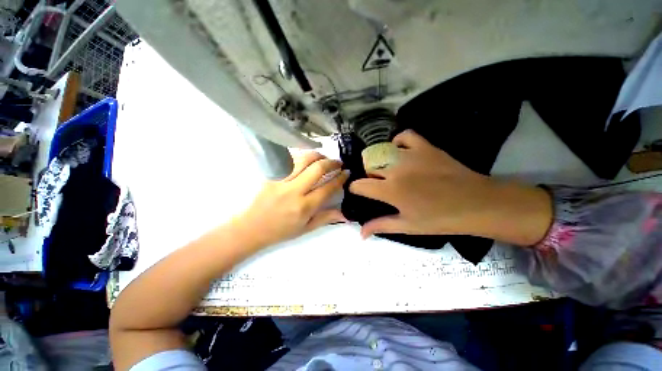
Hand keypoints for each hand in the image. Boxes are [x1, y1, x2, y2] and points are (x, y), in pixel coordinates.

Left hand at [235, 152, 348, 247]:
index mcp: (304, 207)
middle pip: (317, 168)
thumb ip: (326, 218)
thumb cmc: (280, 231)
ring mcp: (281, 180)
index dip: (340, 178)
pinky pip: (290, 160)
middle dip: (331, 163)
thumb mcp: (306, 229)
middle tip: (338, 163)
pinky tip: (308, 160)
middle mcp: (294, 191)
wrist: (251, 227)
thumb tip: (345, 214)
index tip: (346, 173)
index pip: (327, 187)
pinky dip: (303, 157)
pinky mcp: (271, 174)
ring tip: (324, 158)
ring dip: (318, 156)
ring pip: (303, 159)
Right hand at [349, 130, 551, 244]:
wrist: (476, 203)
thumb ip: (381, 226)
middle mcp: (395, 170)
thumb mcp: (407, 226)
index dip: (355, 188)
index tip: (359, 192)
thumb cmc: (439, 219)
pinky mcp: (425, 147)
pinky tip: (399, 150)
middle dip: (369, 176)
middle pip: (369, 167)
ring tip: (387, 168)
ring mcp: (410, 155)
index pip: (359, 185)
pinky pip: (404, 136)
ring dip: (379, 160)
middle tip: (379, 185)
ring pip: (382, 152)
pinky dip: (397, 141)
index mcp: (390, 191)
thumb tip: (360, 234)